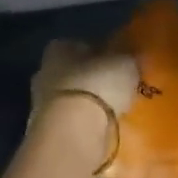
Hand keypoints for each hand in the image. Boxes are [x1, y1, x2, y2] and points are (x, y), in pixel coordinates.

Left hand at [30, 39, 139, 170]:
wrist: (72, 132)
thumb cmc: (98, 85)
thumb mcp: (126, 63)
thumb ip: (129, 58)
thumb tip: (136, 55)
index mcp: (59, 49)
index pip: (80, 45)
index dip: (100, 53)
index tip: (118, 63)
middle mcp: (45, 72)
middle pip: (73, 73)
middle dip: (93, 80)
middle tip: (118, 89)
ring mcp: (42, 105)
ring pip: (71, 100)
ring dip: (88, 105)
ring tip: (115, 112)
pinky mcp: (48, 132)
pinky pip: (72, 123)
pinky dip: (85, 125)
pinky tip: (104, 130)